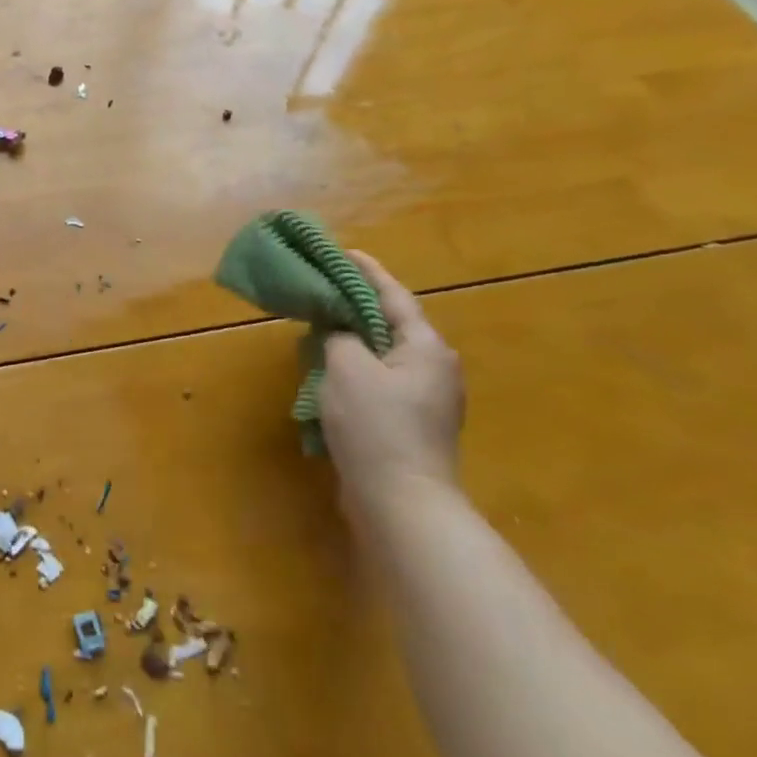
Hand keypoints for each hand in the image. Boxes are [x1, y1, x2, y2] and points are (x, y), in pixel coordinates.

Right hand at [321, 252, 464, 514]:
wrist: (402, 503)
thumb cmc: (376, 426)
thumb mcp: (347, 368)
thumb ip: (340, 337)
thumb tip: (339, 333)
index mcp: (426, 347)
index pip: (394, 296)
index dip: (367, 272)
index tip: (343, 252)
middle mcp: (435, 368)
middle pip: (392, 324)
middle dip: (358, 306)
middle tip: (324, 290)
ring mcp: (427, 399)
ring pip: (385, 353)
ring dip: (354, 339)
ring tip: (321, 327)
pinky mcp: (413, 424)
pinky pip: (381, 380)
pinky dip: (357, 368)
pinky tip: (331, 372)